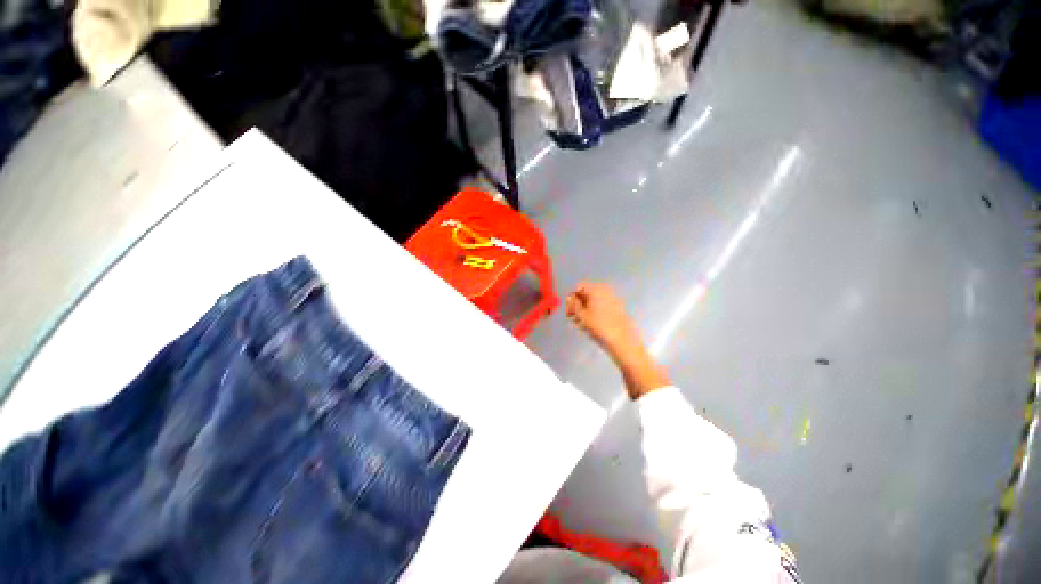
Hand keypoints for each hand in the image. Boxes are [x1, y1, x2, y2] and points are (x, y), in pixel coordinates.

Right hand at [566, 283, 643, 358]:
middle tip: (571, 317)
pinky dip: (594, 313)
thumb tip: (569, 298)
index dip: (571, 298)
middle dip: (578, 305)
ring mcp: (612, 299)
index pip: (579, 287)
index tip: (568, 309)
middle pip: (586, 294)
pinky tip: (589, 325)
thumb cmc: (599, 326)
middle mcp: (605, 290)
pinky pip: (601, 307)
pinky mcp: (617, 308)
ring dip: (584, 310)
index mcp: (596, 289)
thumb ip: (573, 304)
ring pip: (593, 302)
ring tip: (579, 324)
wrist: (622, 340)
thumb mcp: (581, 315)